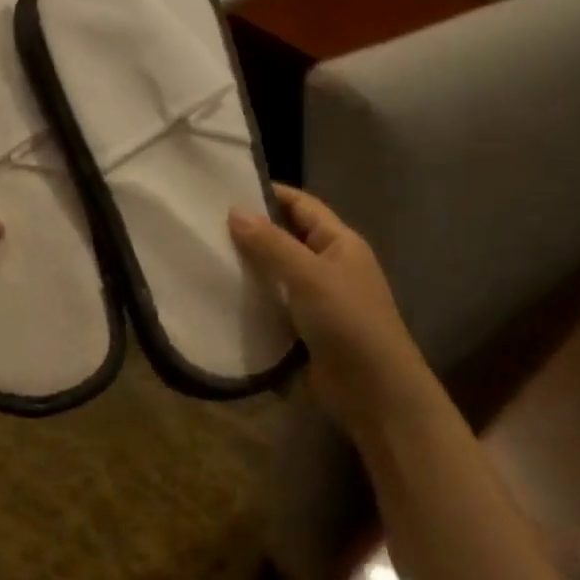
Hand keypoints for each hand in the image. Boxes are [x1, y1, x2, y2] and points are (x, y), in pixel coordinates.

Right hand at [229, 185, 437, 439]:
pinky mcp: (304, 330)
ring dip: (248, 267)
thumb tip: (234, 211)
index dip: (270, 194)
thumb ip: (271, 244)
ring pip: (276, 273)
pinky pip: (273, 304)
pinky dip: (251, 300)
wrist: (374, 391)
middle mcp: (329, 266)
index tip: (226, 189)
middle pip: (287, 238)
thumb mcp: (309, 275)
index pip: (302, 205)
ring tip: (204, 256)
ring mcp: (317, 300)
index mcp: (340, 243)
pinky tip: (220, 296)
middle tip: (205, 224)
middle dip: (251, 231)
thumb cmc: (348, 321)